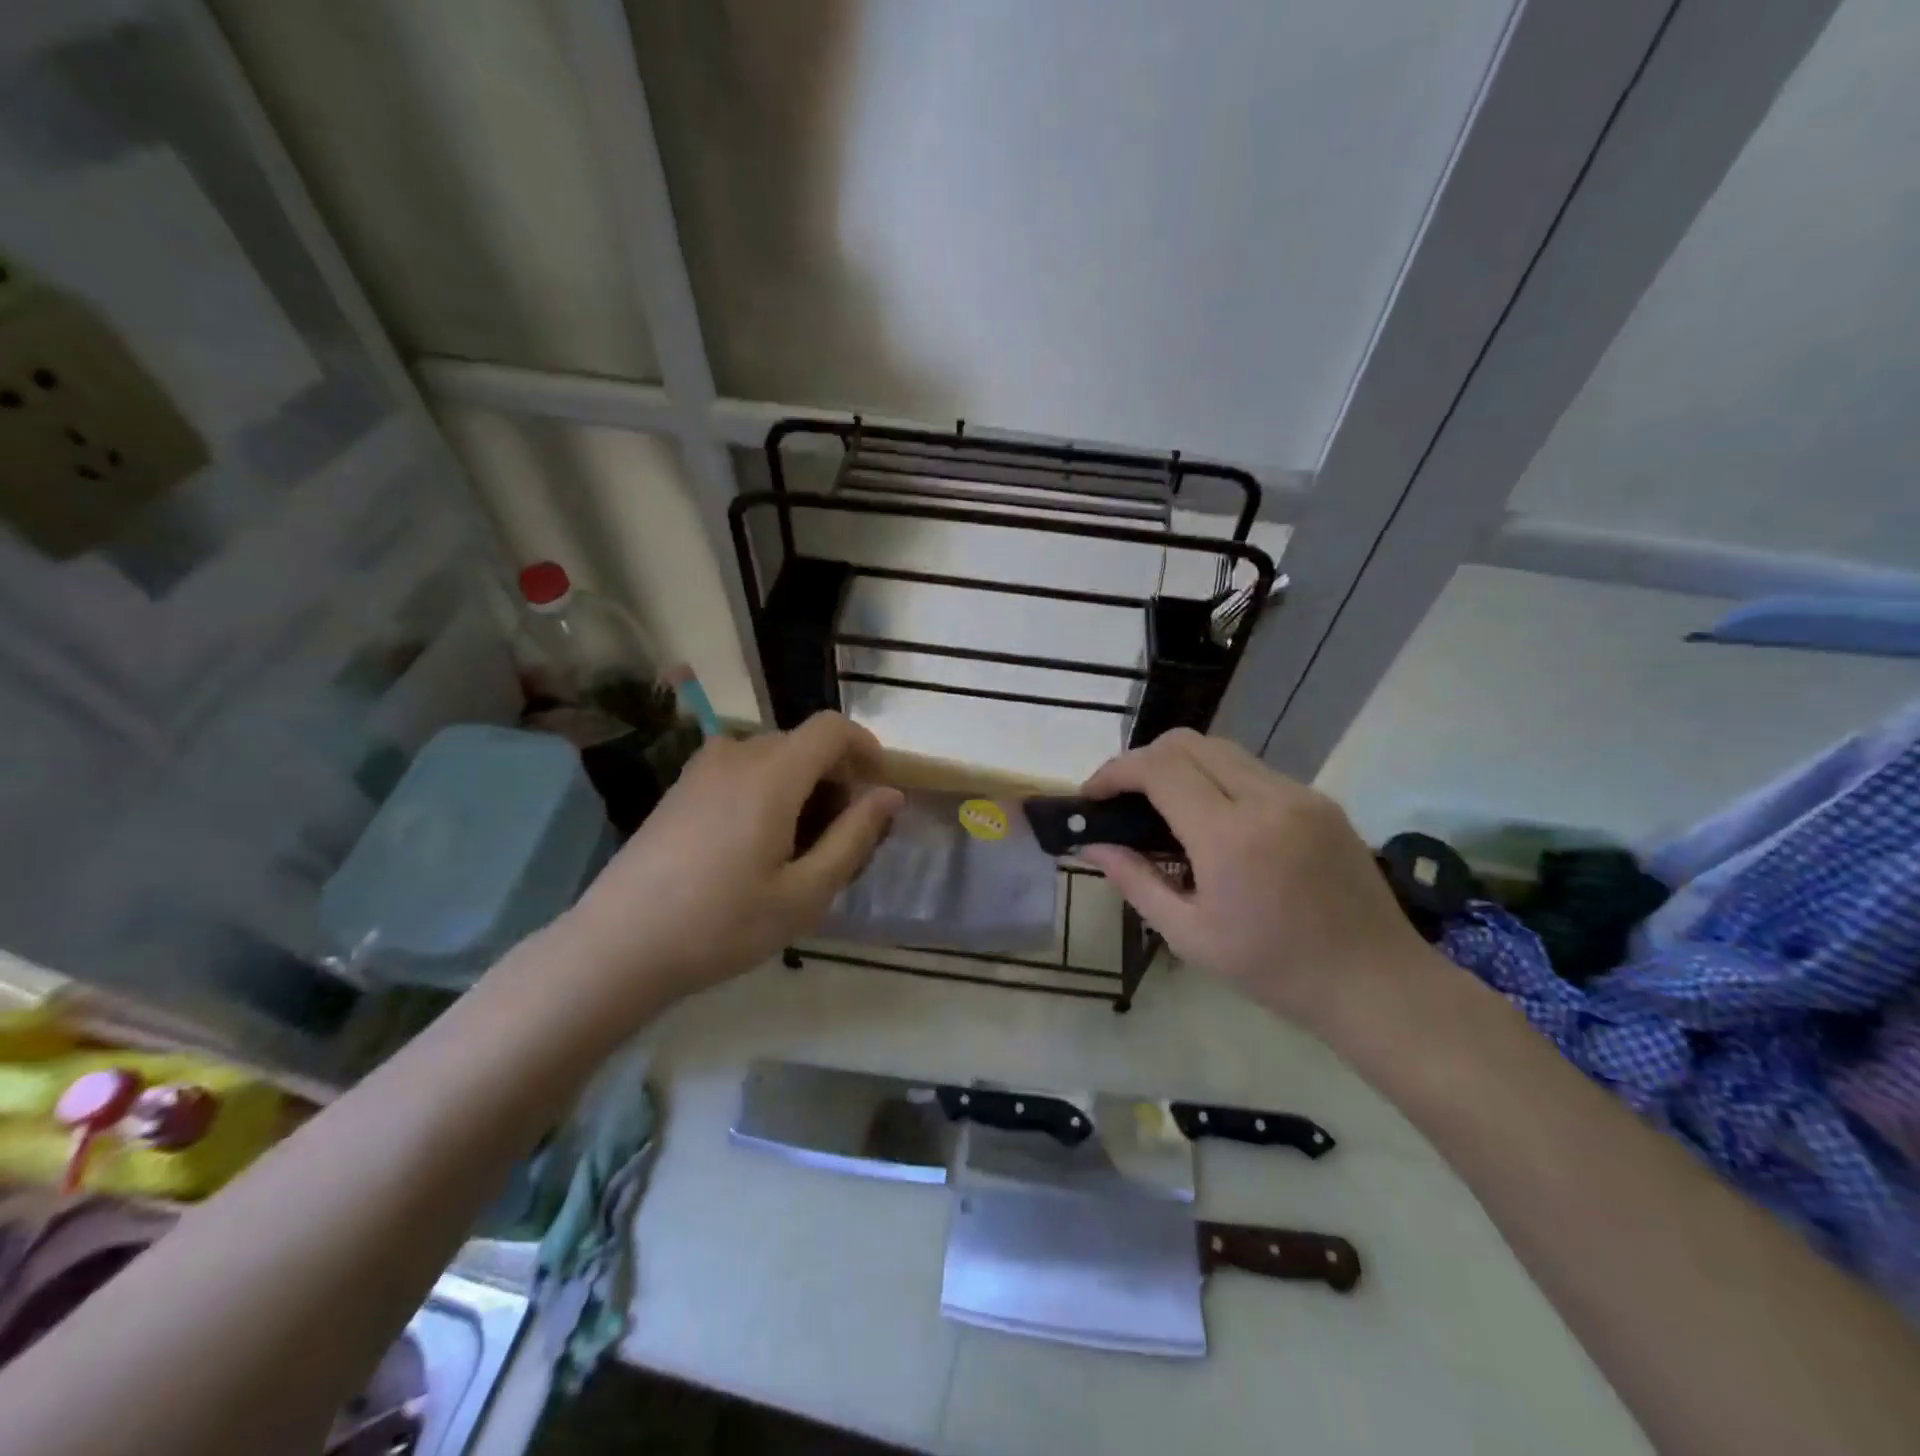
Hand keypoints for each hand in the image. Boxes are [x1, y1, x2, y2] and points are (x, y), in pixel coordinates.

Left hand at [553, 713, 903, 1019]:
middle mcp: (736, 755)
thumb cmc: (722, 924)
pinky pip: (740, 772)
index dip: (866, 748)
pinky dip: (767, 792)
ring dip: (801, 788)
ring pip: (772, 759)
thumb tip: (890, 795)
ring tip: (800, 850)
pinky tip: (756, 848)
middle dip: (835, 779)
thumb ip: (854, 837)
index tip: (878, 790)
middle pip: (803, 745)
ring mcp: (701, 770)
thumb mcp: (805, 892)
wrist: (618, 946)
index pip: (832, 728)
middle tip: (842, 840)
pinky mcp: (680, 789)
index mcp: (772, 773)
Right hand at [1077, 729, 1430, 1028]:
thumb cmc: (1274, 969)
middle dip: (1143, 760)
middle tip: (1123, 798)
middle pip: (1187, 743)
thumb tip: (1092, 846)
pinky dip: (1218, 778)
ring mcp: (1299, 794)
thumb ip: (1135, 881)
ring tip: (1164, 807)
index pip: (1159, 769)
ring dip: (1181, 766)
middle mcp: (1266, 799)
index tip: (1092, 794)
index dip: (1116, 771)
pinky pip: (1254, 770)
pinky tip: (1214, 820)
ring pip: (1221, 750)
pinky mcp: (1320, 799)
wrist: (1375, 981)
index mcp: (1229, 837)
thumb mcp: (1189, 935)